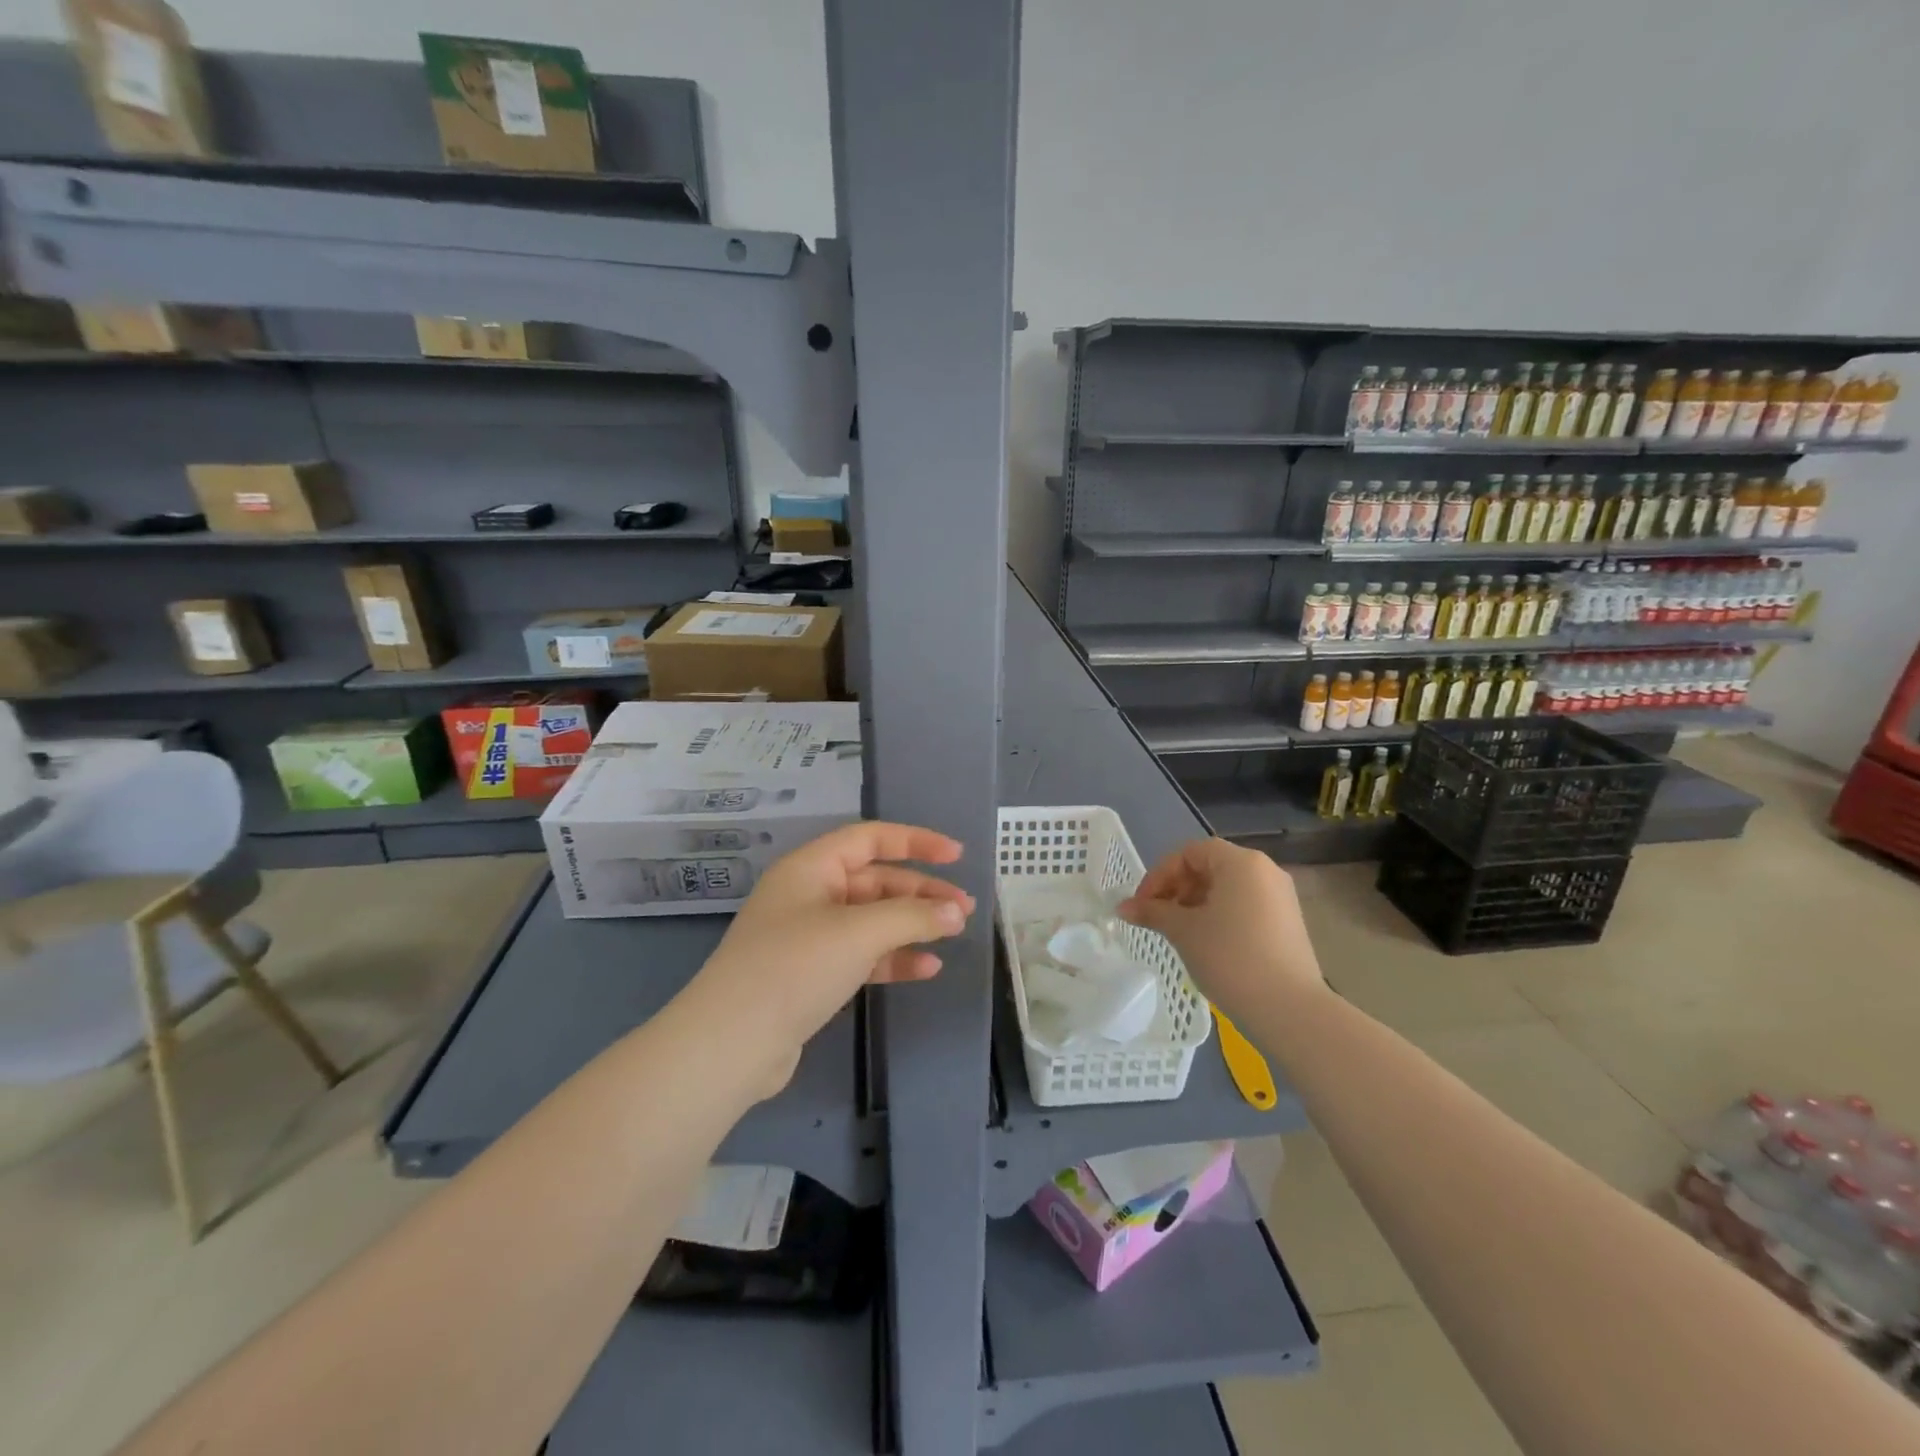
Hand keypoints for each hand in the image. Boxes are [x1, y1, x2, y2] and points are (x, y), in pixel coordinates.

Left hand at [691, 821, 974, 1095]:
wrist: (732, 1044)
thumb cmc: (795, 967)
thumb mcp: (859, 933)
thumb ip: (912, 916)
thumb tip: (955, 913)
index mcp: (811, 867)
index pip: (870, 838)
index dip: (915, 842)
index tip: (957, 856)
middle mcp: (809, 894)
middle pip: (875, 880)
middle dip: (921, 892)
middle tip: (963, 909)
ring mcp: (808, 936)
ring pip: (871, 919)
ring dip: (912, 925)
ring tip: (953, 935)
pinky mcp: (811, 975)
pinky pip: (861, 954)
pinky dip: (893, 958)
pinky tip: (926, 968)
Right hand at [1117, 838, 1324, 1025]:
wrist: (1289, 1009)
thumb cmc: (1230, 958)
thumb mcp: (1183, 931)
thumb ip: (1152, 912)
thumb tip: (1123, 907)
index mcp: (1240, 862)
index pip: (1189, 853)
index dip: (1160, 875)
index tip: (1143, 905)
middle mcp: (1265, 870)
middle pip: (1209, 866)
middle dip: (1177, 889)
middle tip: (1158, 918)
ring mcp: (1281, 897)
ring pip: (1227, 887)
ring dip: (1196, 903)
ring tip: (1180, 932)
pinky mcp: (1288, 922)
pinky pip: (1245, 905)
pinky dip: (1220, 915)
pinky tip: (1207, 943)